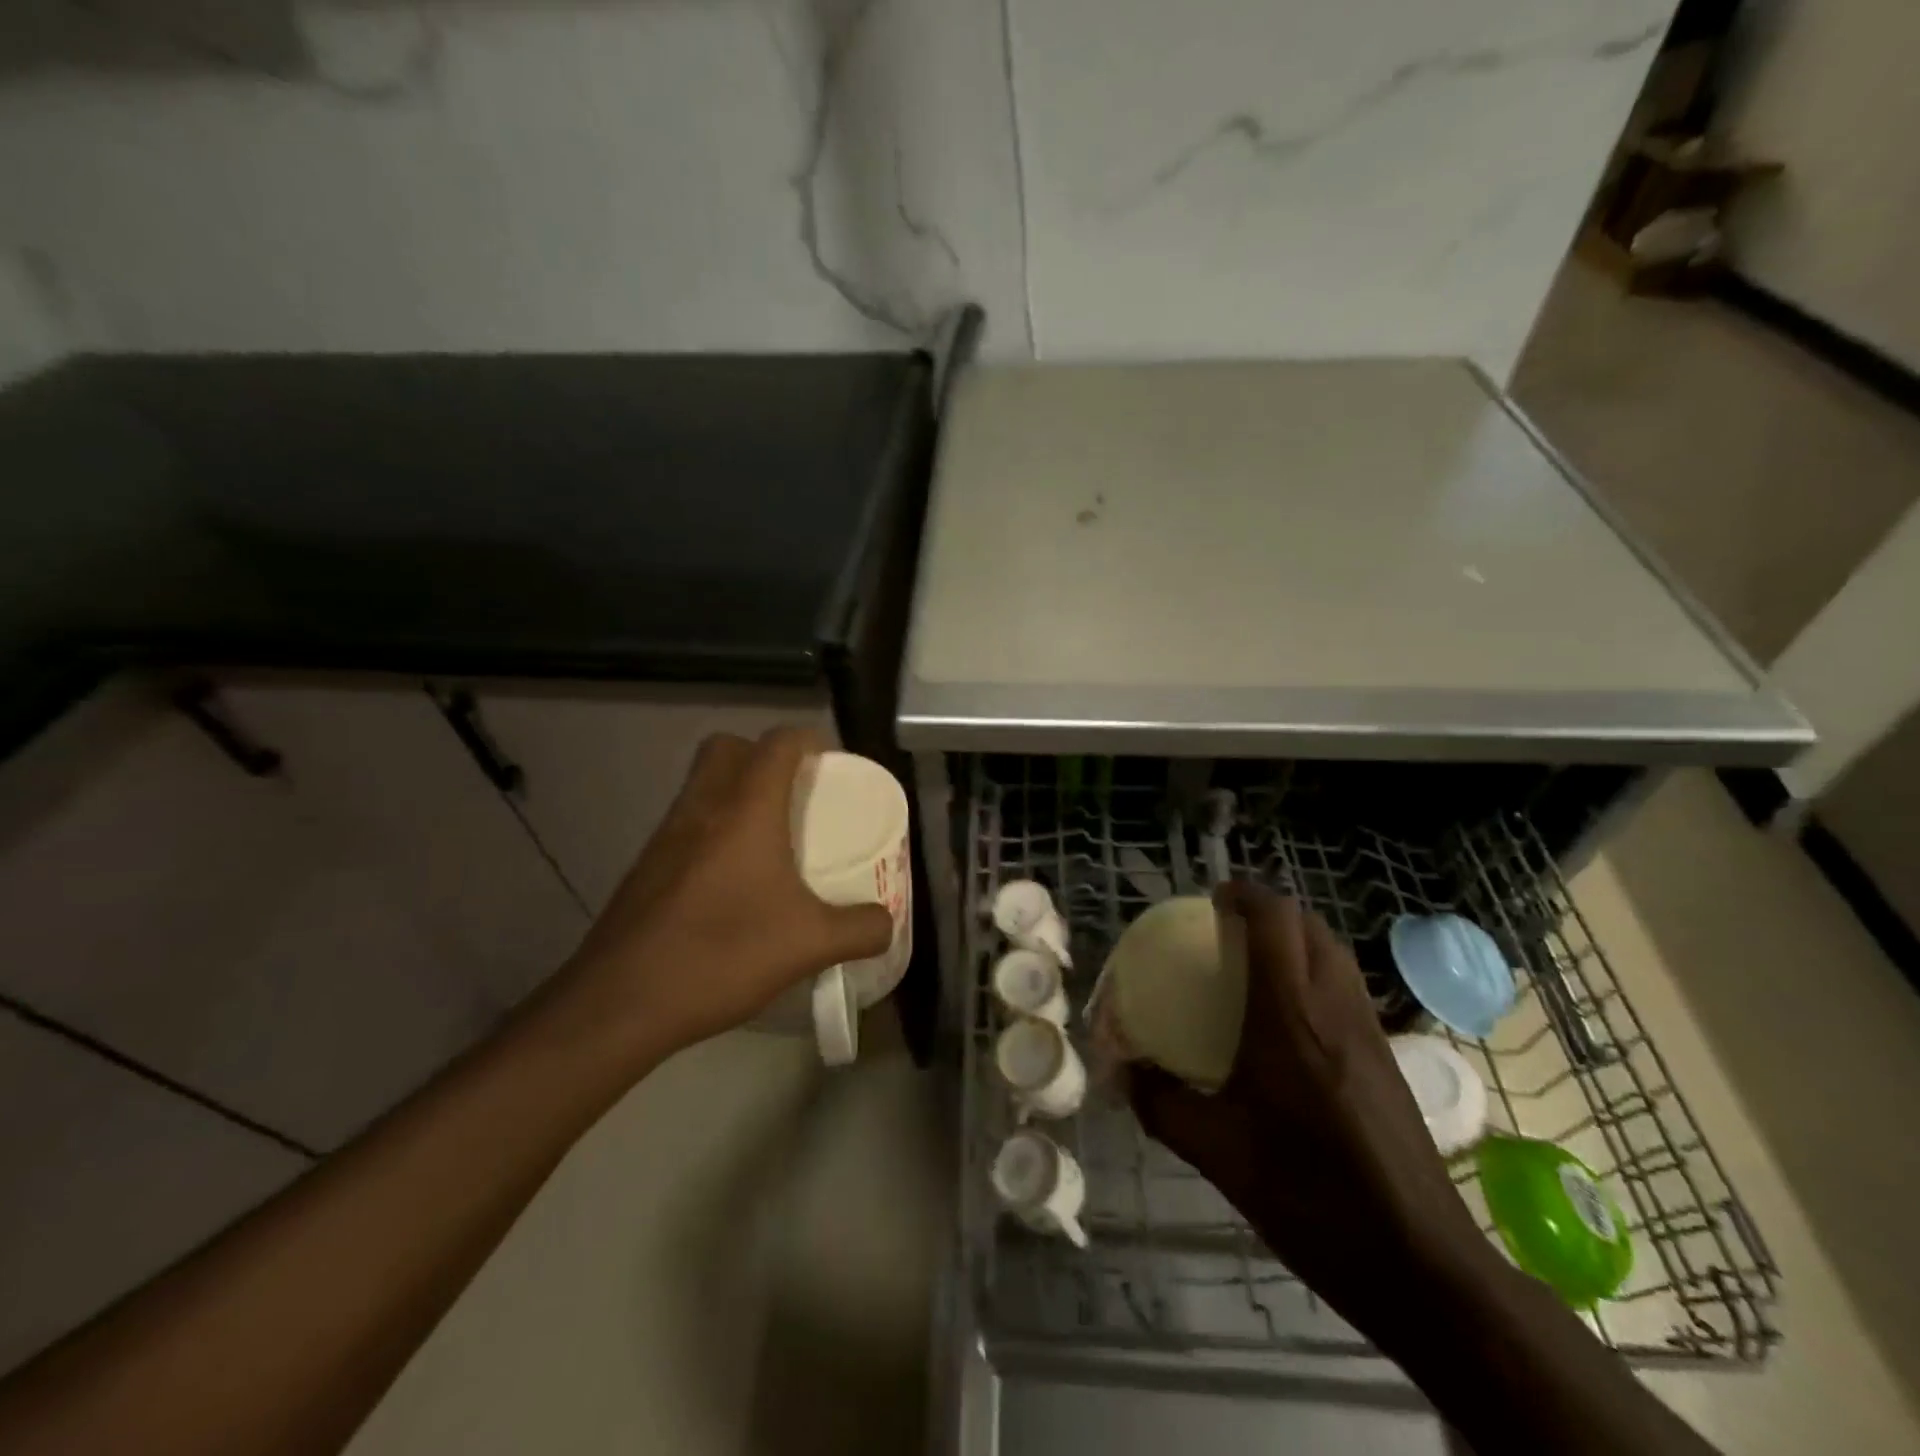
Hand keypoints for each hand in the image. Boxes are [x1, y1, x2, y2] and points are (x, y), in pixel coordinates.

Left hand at [546, 728, 893, 1063]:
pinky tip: (732, 880)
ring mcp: (665, 836)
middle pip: (728, 746)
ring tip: (769, 837)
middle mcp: (701, 808)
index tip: (831, 766)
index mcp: (745, 809)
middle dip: (763, 755)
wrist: (620, 1003)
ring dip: (734, 791)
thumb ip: (861, 929)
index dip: (808, 741)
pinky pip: (685, 822)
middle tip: (795, 793)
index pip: (778, 742)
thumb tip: (885, 921)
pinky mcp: (645, 867)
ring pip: (700, 784)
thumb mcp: (810, 945)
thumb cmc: (723, 953)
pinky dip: (712, 829)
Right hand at [1130, 882, 1488, 1321]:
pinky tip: (1289, 1020)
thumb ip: (1161, 1106)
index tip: (1211, 900)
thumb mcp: (1218, 1154)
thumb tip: (1123, 1075)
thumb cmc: (1311, 1196)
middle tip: (1227, 929)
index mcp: (1291, 1016)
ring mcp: (1370, 1031)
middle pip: (1309, 925)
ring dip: (1295, 938)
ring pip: (1334, 953)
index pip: (1276, 921)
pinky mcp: (1387, 1058)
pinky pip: (1346, 986)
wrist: (1421, 1265)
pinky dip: (1314, 972)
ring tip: (1254, 962)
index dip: (1244, 895)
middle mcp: (1336, 1008)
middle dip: (1269, 910)